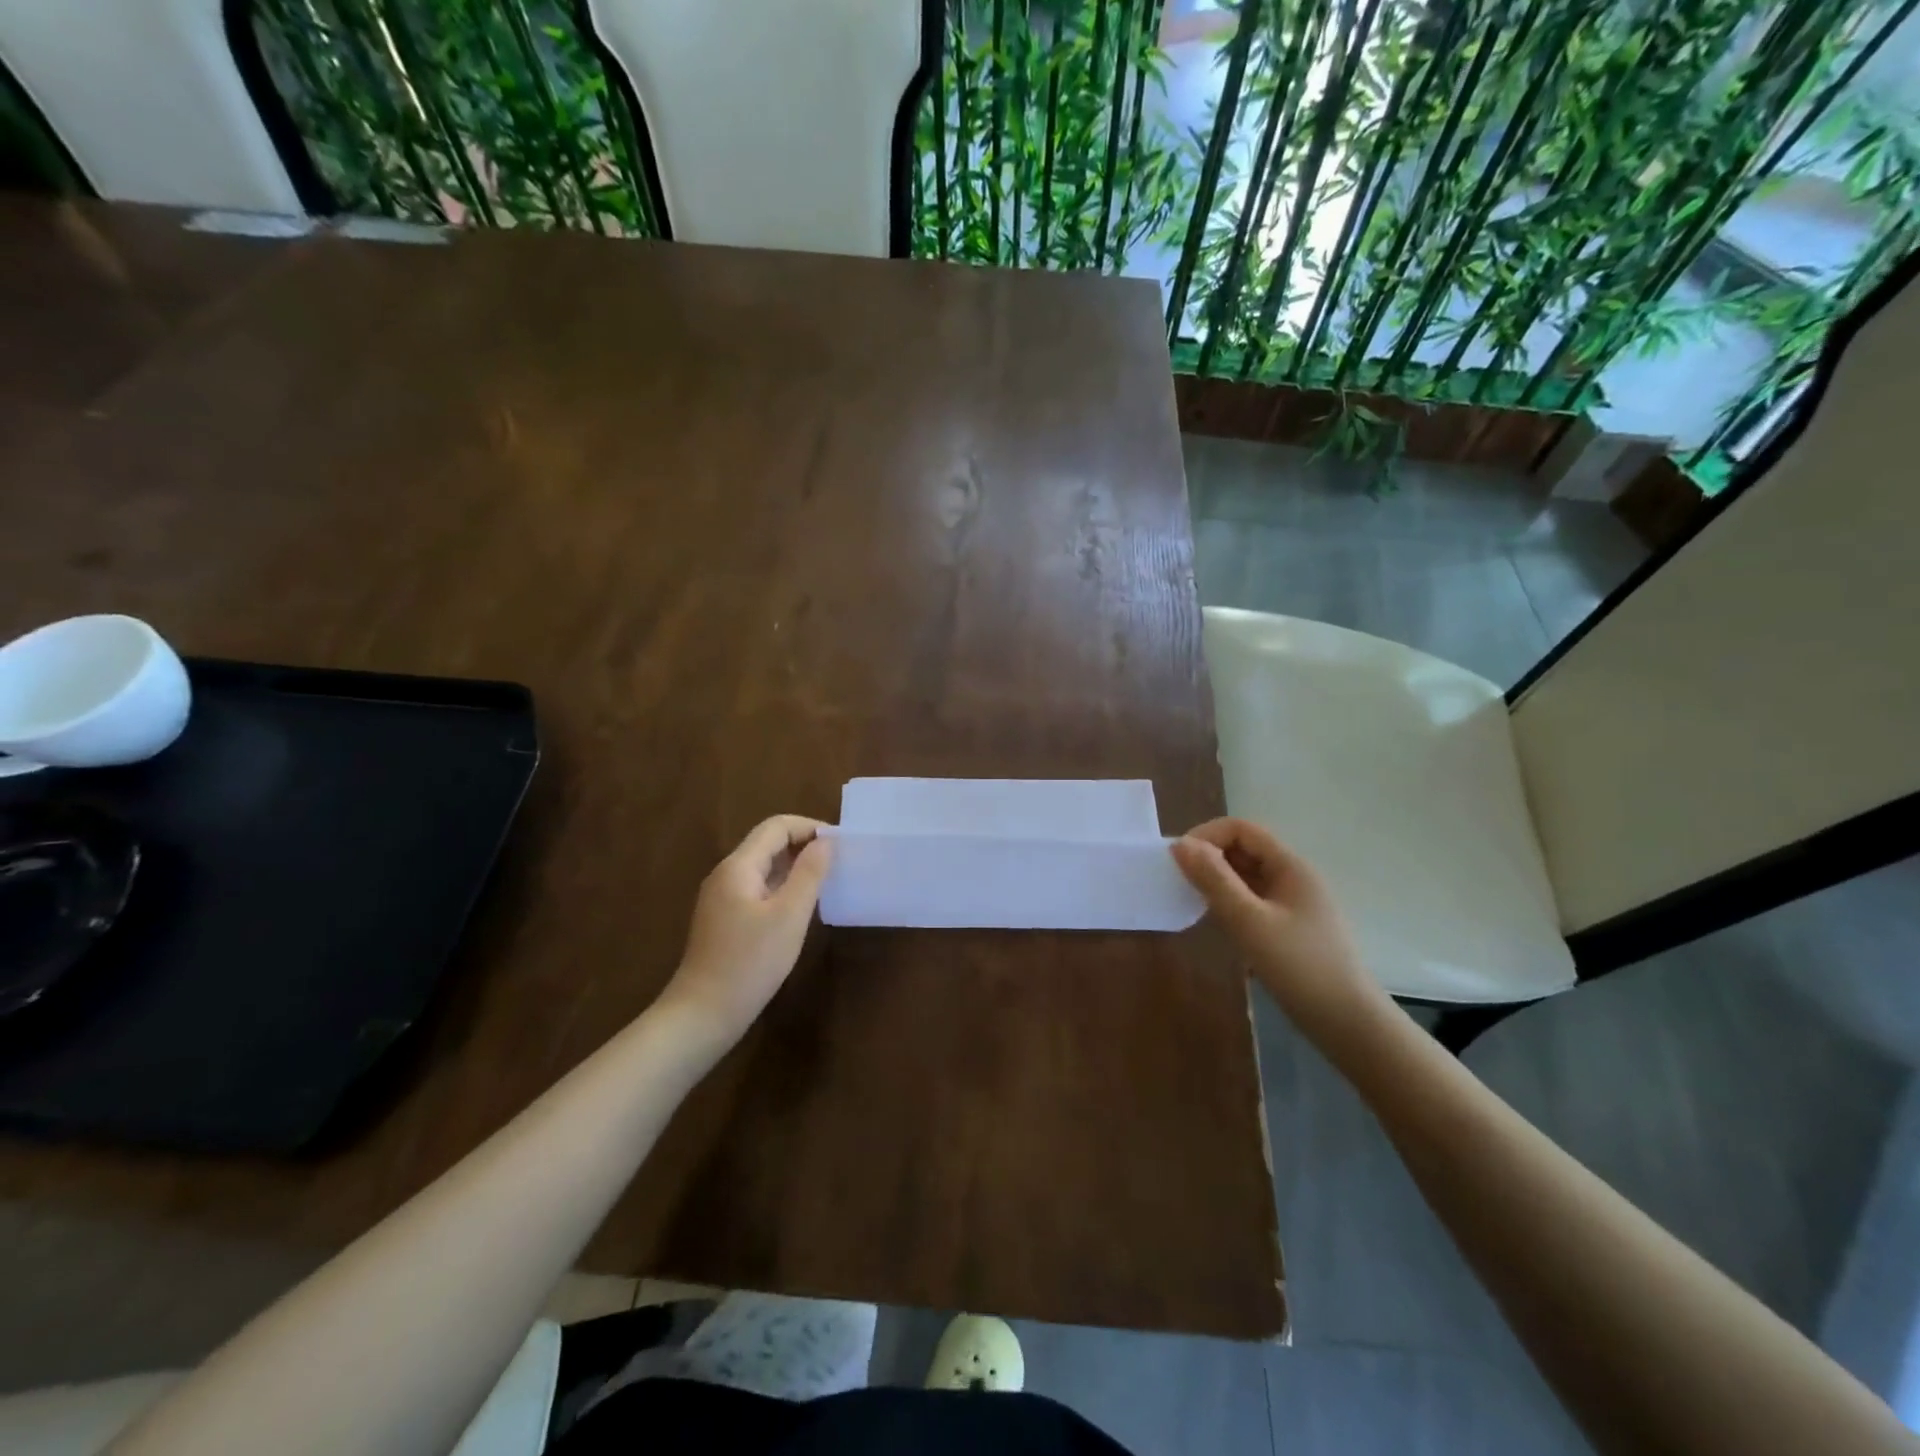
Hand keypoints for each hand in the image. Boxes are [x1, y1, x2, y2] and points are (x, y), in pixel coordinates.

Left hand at [661, 816, 832, 1046]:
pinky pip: (758, 888)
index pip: (776, 827)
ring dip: (795, 866)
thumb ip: (809, 873)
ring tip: (826, 880)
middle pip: (768, 843)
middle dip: (804, 845)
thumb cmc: (750, 962)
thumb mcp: (789, 916)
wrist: (703, 1013)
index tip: (841, 844)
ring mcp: (722, 897)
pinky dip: (782, 886)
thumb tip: (826, 842)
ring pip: (763, 867)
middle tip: (839, 862)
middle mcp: (726, 874)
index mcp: (738, 866)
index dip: (809, 827)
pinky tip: (801, 906)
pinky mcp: (724, 919)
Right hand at [1171, 817, 1385, 1032]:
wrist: (1347, 1023)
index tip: (1178, 862)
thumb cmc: (1298, 966)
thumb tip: (1179, 844)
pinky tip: (1218, 924)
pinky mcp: (1291, 927)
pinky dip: (1231, 902)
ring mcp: (1294, 903)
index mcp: (1290, 866)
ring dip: (1218, 881)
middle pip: (1244, 849)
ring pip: (1247, 875)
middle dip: (1209, 858)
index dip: (1206, 836)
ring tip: (1195, 903)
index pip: (1241, 829)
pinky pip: (1254, 899)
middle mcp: (1293, 876)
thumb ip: (1214, 880)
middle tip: (1180, 884)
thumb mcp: (1249, 921)